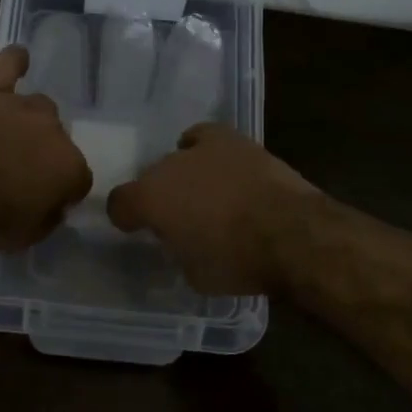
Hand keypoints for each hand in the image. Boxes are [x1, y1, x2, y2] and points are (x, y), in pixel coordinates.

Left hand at [0, 46, 92, 249]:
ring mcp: (19, 106)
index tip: (42, 202)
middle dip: (42, 156)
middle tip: (15, 174)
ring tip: (5, 138)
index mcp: (69, 167)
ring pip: (37, 107)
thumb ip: (48, 215)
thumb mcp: (26, 235)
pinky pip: (7, 65)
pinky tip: (20, 57)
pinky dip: (14, 61)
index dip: (60, 192)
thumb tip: (53, 204)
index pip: (77, 179)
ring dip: (26, 123)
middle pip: (58, 140)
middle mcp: (53, 130)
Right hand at [107, 124, 317, 293]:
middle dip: (161, 197)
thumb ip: (178, 249)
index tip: (137, 229)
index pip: (119, 204)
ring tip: (205, 195)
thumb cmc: (237, 262)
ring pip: (178, 159)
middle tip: (180, 219)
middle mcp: (166, 167)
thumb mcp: (195, 274)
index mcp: (150, 200)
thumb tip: (182, 239)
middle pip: (151, 178)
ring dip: (185, 176)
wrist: (292, 233)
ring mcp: (200, 149)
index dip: (127, 218)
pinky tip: (214, 162)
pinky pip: (205, 137)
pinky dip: (204, 148)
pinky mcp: (232, 140)